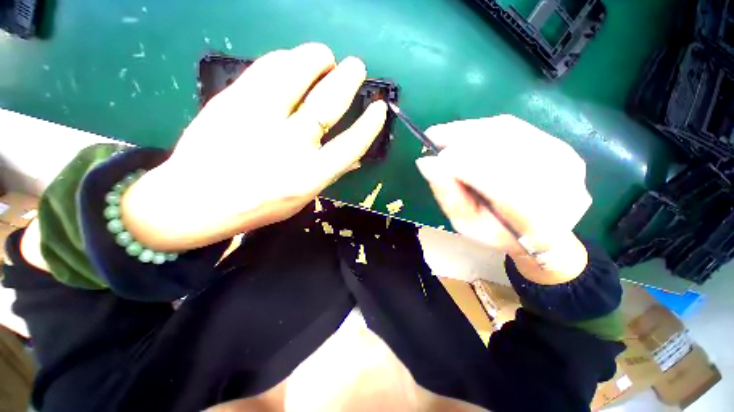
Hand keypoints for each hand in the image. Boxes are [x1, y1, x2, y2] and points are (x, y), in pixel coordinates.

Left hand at [122, 43, 386, 249]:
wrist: (195, 201)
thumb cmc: (257, 207)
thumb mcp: (302, 198)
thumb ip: (328, 174)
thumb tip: (353, 156)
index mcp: (310, 176)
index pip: (351, 145)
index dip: (369, 125)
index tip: (379, 108)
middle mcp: (290, 146)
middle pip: (327, 103)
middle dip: (348, 79)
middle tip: (357, 66)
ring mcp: (258, 119)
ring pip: (295, 74)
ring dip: (317, 59)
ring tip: (326, 56)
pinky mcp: (232, 101)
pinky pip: (265, 69)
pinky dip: (284, 59)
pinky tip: (291, 60)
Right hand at [416, 115, 589, 283]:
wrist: (540, 233)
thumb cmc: (497, 233)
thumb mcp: (465, 223)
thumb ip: (448, 194)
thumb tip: (426, 162)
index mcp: (535, 220)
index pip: (496, 182)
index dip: (461, 164)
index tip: (430, 155)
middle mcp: (560, 185)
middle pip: (502, 149)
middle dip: (460, 141)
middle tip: (432, 139)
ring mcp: (564, 161)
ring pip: (507, 132)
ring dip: (469, 131)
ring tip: (445, 136)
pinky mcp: (558, 146)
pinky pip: (513, 128)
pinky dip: (483, 128)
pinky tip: (465, 135)